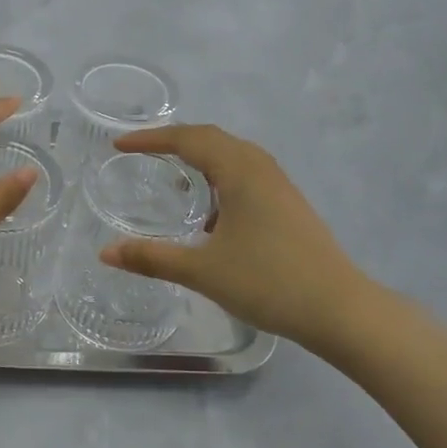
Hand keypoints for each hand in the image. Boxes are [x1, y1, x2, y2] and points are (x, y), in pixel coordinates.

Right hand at [99, 124, 382, 355]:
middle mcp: (260, 168)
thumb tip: (105, 253)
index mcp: (239, 171)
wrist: (340, 309)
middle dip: (174, 140)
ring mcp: (280, 185)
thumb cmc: (269, 282)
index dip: (150, 139)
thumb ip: (152, 258)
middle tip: (142, 152)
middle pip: (211, 138)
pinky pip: (246, 173)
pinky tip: (212, 213)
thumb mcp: (203, 271)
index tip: (119, 145)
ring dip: (201, 156)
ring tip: (174, 176)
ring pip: (233, 155)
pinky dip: (220, 176)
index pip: (187, 139)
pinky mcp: (290, 204)